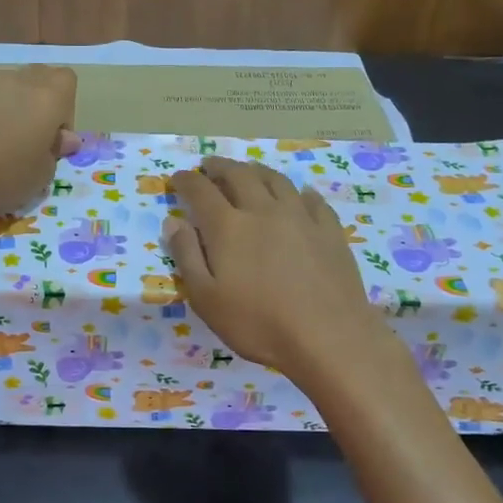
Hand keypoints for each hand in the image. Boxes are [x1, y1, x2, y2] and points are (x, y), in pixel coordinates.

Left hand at [0, 66, 80, 216]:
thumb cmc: (5, 179)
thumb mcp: (43, 174)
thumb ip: (56, 149)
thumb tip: (64, 138)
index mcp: (47, 97)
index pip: (66, 79)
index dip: (64, 107)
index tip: (53, 135)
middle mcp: (17, 81)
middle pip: (37, 76)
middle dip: (38, 100)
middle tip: (27, 134)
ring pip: (6, 84)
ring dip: (8, 102)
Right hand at [165, 158, 388, 377]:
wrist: (329, 337)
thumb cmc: (258, 324)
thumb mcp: (206, 299)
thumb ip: (187, 256)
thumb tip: (173, 221)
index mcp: (228, 226)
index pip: (201, 191)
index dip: (186, 181)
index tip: (177, 178)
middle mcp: (263, 210)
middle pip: (239, 175)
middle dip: (219, 167)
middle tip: (209, 166)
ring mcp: (301, 217)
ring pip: (276, 180)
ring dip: (256, 170)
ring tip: (248, 171)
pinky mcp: (329, 230)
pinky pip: (312, 199)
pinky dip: (298, 192)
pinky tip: (298, 196)